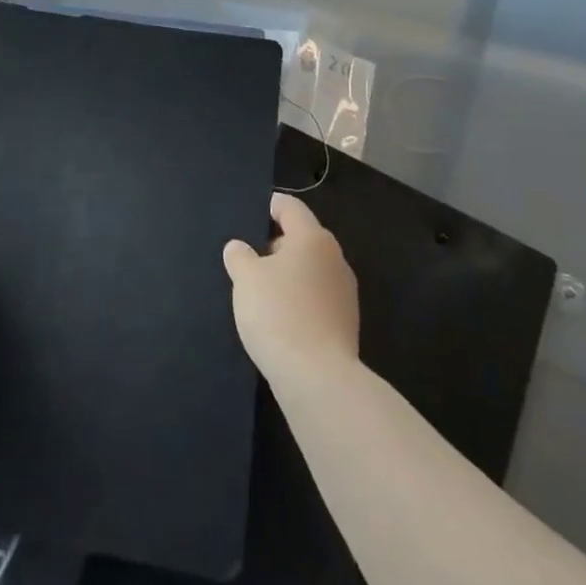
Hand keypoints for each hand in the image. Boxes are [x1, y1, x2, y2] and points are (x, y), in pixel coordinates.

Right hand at [223, 193, 359, 382]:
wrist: (318, 379)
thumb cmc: (278, 314)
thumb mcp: (246, 279)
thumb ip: (239, 256)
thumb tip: (239, 247)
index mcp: (312, 237)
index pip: (290, 207)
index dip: (268, 206)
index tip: (249, 215)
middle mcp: (334, 257)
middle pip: (302, 238)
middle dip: (275, 244)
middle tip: (248, 258)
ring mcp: (344, 291)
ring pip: (310, 269)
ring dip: (288, 274)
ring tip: (260, 290)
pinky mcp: (346, 321)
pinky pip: (317, 297)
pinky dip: (299, 298)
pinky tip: (280, 317)